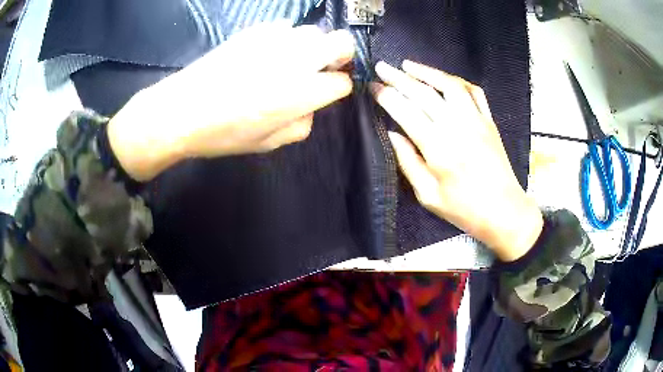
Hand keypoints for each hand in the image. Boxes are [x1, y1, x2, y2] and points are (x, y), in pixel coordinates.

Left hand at [108, 23, 355, 180]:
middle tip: (325, 67)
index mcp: (302, 93)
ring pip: (314, 31)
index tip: (328, 92)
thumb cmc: (224, 133)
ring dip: (313, 45)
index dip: (338, 88)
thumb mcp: (268, 144)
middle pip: (341, 42)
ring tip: (294, 60)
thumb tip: (310, 107)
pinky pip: (284, 27)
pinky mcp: (255, 31)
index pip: (341, 82)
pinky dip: (286, 38)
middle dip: (341, 55)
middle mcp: (296, 60)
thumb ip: (300, 125)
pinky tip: (268, 52)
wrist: (182, 109)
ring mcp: (275, 40)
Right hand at [370, 60, 541, 260]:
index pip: (405, 111)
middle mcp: (457, 126)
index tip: (372, 87)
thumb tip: (392, 134)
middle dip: (398, 77)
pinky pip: (474, 91)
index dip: (386, 96)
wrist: (504, 211)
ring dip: (427, 71)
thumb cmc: (464, 209)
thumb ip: (408, 162)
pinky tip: (444, 79)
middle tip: (381, 67)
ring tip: (408, 65)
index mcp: (438, 147)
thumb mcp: (428, 195)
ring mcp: (476, 120)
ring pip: (449, 84)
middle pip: (423, 92)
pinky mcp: (489, 121)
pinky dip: (457, 81)